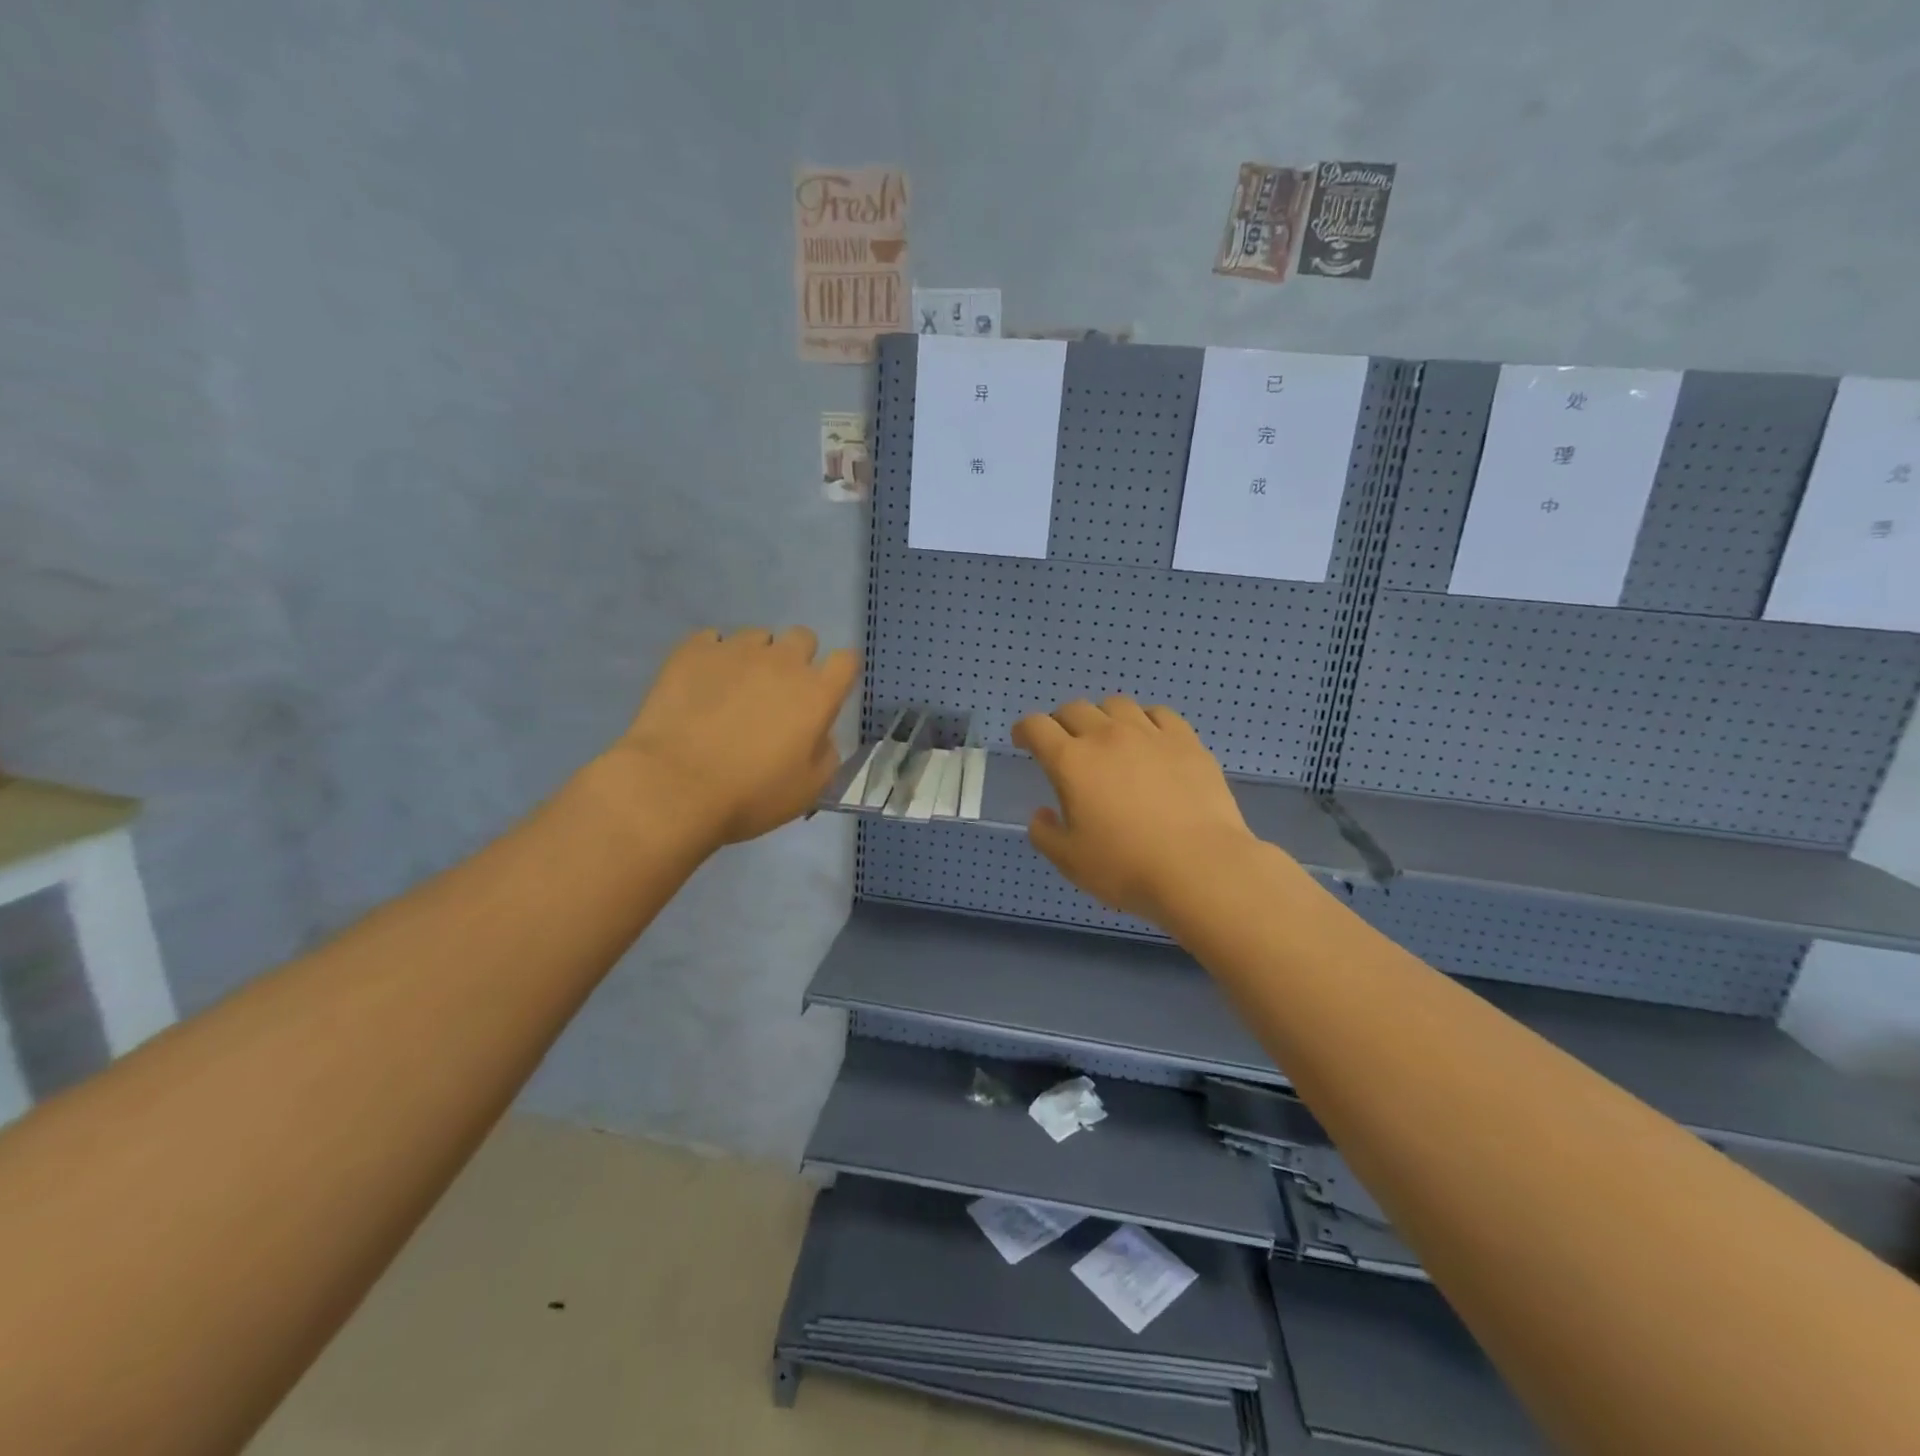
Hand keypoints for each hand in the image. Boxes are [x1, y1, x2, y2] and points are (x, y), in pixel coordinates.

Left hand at [610, 626, 858, 848]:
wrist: (675, 786)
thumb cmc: (751, 795)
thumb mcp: (808, 790)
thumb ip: (826, 754)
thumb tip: (820, 735)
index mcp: (817, 694)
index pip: (846, 661)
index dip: (840, 673)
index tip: (829, 691)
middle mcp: (783, 662)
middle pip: (803, 638)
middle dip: (798, 659)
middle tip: (780, 692)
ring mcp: (736, 650)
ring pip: (758, 636)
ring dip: (756, 656)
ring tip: (735, 687)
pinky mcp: (693, 651)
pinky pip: (711, 639)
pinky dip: (713, 656)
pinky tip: (702, 683)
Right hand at [1012, 697, 1255, 922]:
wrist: (1200, 867)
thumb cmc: (1126, 867)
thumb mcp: (1070, 861)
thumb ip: (1045, 834)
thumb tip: (1042, 814)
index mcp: (1071, 762)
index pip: (1037, 726)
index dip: (1025, 729)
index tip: (1024, 740)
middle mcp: (1107, 736)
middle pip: (1074, 709)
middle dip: (1060, 722)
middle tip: (1063, 743)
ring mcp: (1150, 734)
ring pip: (1116, 705)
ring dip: (1102, 716)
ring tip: (1107, 737)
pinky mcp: (1186, 741)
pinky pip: (1159, 714)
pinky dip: (1144, 721)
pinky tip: (1148, 739)